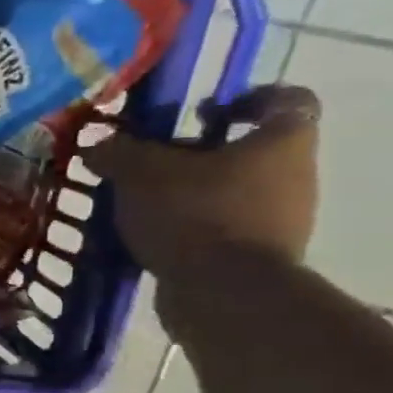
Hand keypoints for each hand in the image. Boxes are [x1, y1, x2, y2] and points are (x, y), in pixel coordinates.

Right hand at [85, 83, 321, 289]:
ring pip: (234, 195)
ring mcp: (282, 222)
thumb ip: (118, 152)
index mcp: (282, 142)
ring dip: (194, 196)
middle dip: (202, 155)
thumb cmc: (195, 215)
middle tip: (155, 165)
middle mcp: (296, 176)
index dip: (247, 99)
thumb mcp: (142, 174)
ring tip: (146, 207)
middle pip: (251, 152)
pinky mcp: (259, 260)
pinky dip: (193, 231)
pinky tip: (155, 239)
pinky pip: (223, 233)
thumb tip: (97, 143)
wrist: (224, 294)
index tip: (203, 113)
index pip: (286, 100)